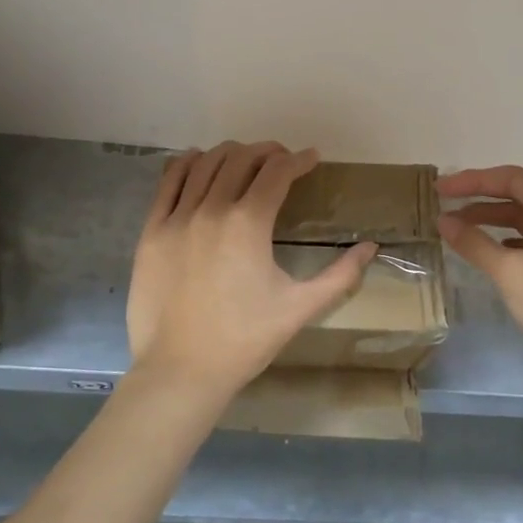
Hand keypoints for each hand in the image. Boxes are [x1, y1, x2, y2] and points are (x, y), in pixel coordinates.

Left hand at [125, 143, 376, 403]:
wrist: (180, 370)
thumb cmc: (245, 340)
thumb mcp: (300, 308)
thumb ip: (341, 275)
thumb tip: (371, 247)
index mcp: (248, 224)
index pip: (277, 172)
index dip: (299, 160)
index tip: (312, 160)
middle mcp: (211, 209)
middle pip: (241, 159)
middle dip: (268, 152)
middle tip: (283, 160)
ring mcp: (176, 218)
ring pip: (205, 164)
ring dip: (231, 154)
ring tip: (246, 160)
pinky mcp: (151, 231)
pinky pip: (168, 182)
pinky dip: (188, 165)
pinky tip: (200, 163)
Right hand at [437, 165, 522, 376]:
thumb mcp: (509, 270)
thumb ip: (473, 242)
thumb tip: (443, 220)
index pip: (510, 178)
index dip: (472, 181)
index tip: (439, 190)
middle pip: (518, 195)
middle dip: (479, 200)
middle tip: (444, 207)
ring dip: (491, 221)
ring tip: (457, 230)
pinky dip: (506, 241)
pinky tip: (488, 252)